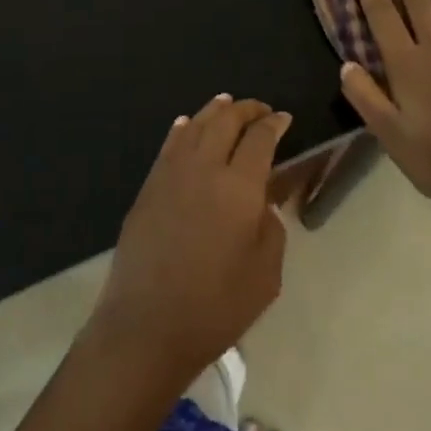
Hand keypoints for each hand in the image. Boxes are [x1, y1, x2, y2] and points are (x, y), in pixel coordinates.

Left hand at [91, 95, 290, 384]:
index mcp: (239, 187)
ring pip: (196, 125)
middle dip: (246, 109)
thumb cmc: (216, 307)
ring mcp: (171, 174)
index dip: (274, 123)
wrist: (146, 327)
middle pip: (226, 120)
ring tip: (227, 104)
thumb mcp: (266, 274)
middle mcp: (205, 168)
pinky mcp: (148, 187)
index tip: (283, 119)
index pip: (260, 138)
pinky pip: (170, 144)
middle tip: (260, 110)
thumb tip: (261, 202)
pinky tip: (188, 125)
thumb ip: (271, 227)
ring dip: (216, 111)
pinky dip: (185, 128)